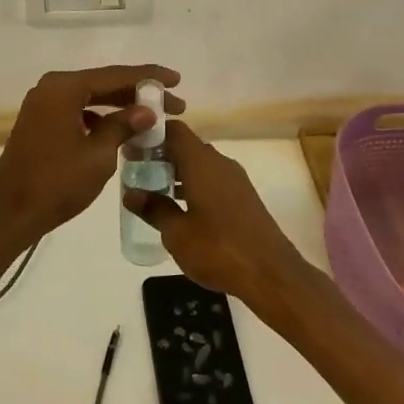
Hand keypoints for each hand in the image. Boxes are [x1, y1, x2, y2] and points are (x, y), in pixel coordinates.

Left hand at [0, 65, 182, 243]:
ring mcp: (42, 105)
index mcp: (64, 88)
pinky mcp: (40, 123)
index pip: (115, 75)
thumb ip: (123, 126)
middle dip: (138, 94)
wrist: (10, 215)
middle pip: (103, 84)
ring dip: (120, 107)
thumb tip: (148, 111)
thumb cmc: (56, 183)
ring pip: (91, 98)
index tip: (177, 80)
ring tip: (153, 118)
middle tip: (174, 104)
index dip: (149, 77)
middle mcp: (51, 88)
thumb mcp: (98, 155)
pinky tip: (121, 131)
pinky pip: (78, 112)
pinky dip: (100, 118)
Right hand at [123, 120, 310, 306]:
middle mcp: (220, 163)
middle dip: (162, 156)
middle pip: (187, 146)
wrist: (271, 274)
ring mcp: (236, 180)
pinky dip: (194, 186)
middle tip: (137, 173)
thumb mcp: (176, 233)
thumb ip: (153, 209)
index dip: (152, 134)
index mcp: (202, 162)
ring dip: (178, 173)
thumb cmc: (218, 249)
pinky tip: (182, 210)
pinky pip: (213, 180)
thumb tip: (131, 194)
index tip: (132, 148)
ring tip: (154, 193)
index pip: (175, 130)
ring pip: (200, 165)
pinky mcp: (244, 198)